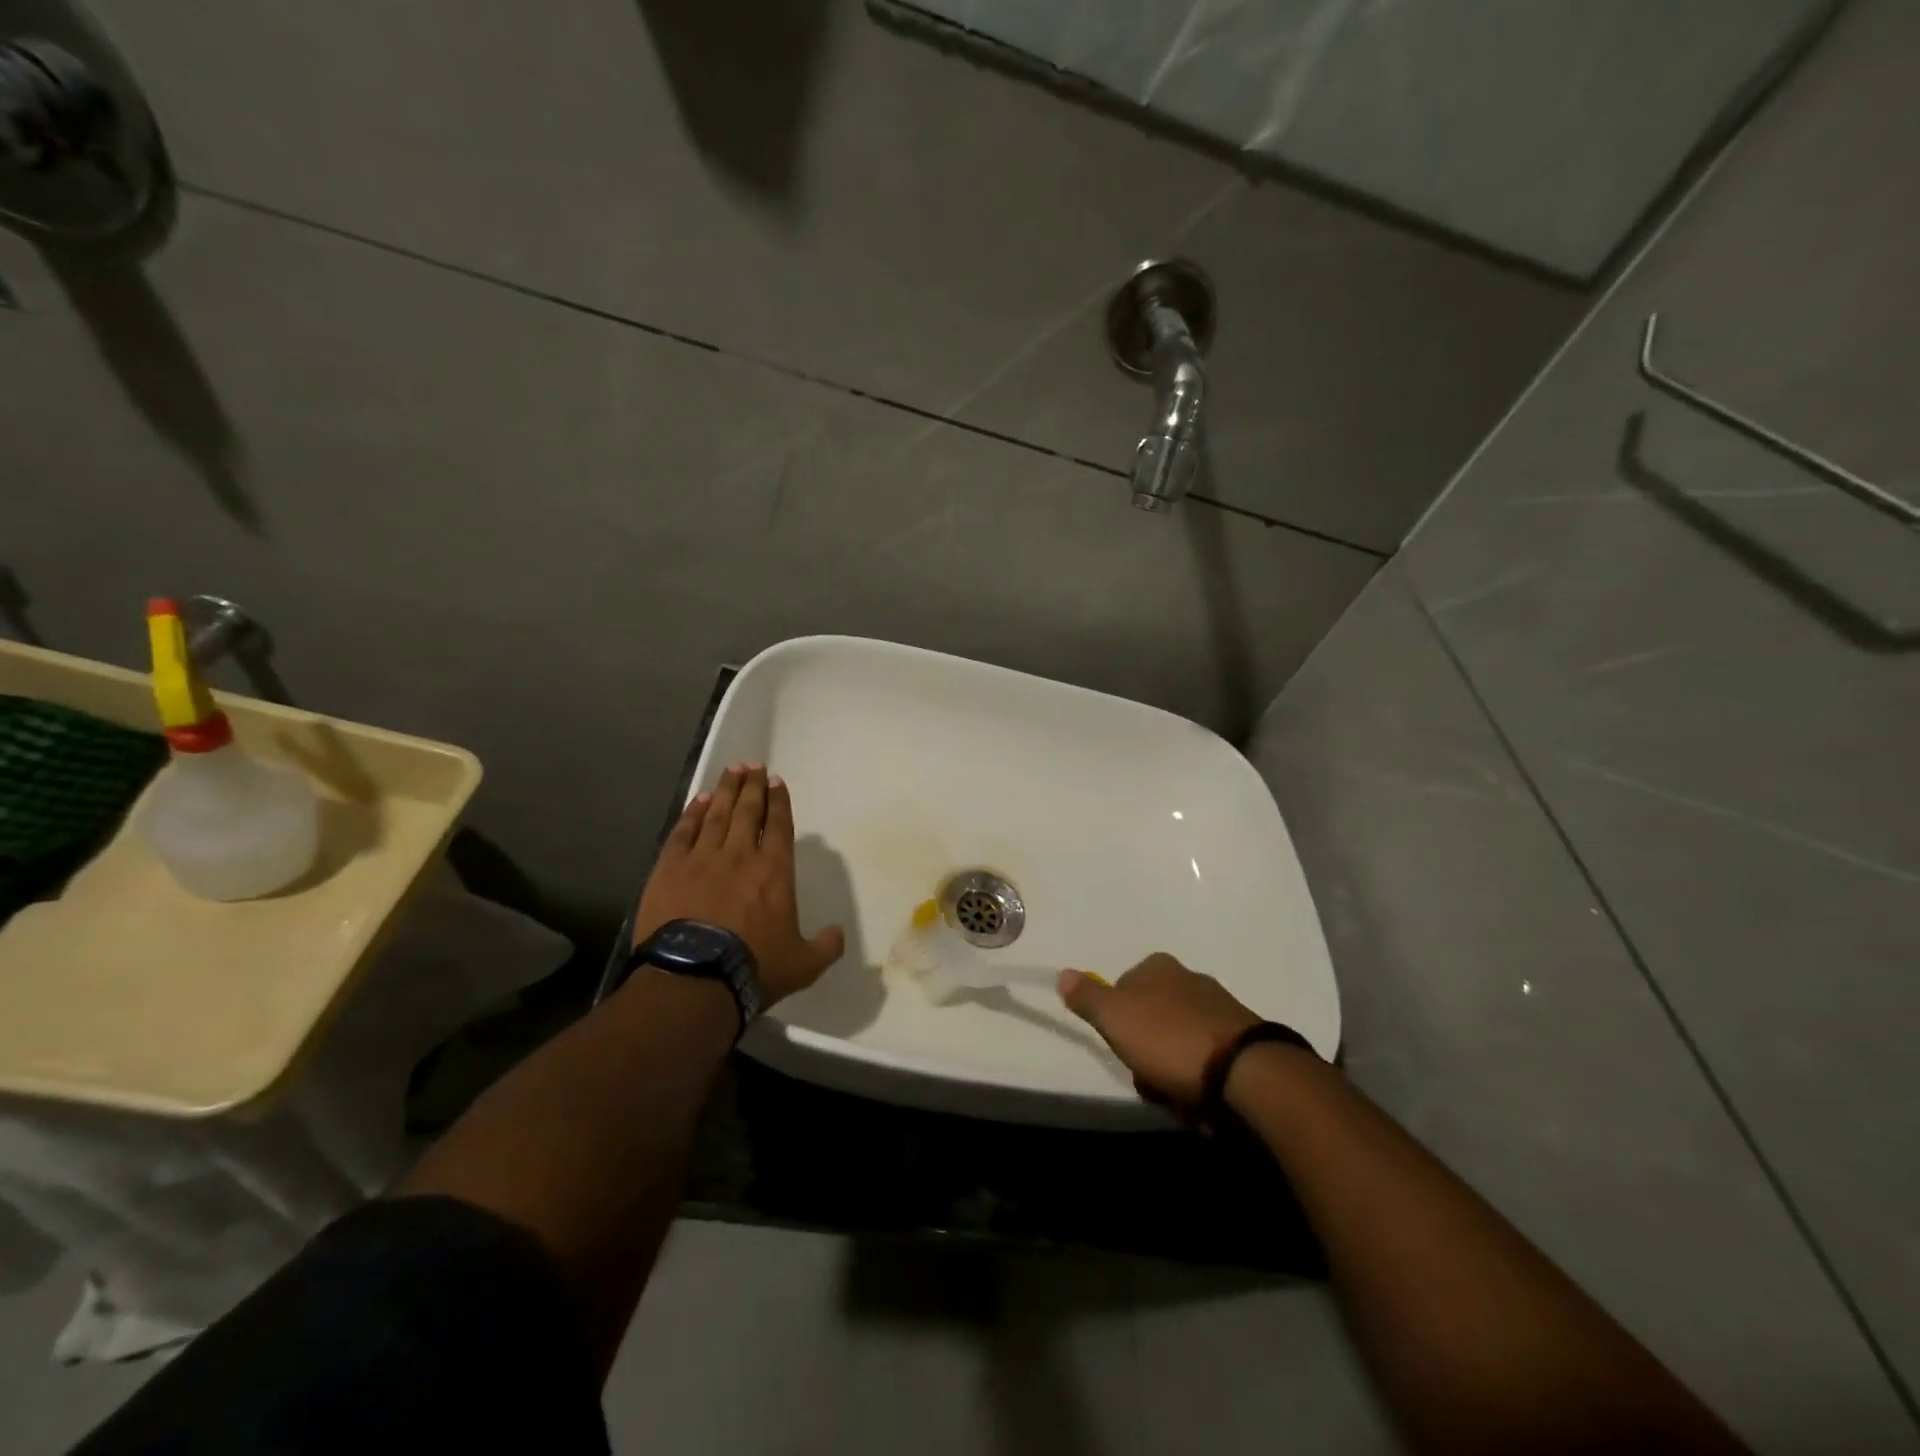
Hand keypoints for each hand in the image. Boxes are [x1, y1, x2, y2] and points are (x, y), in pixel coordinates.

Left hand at [633, 763, 845, 1006]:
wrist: (695, 979)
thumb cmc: (754, 968)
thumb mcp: (804, 965)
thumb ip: (826, 946)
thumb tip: (838, 934)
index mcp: (775, 871)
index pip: (780, 826)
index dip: (779, 801)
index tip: (776, 781)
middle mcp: (741, 854)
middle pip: (748, 811)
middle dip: (752, 786)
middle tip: (753, 765)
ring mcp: (703, 858)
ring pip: (717, 814)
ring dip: (726, 790)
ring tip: (731, 771)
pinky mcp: (670, 868)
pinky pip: (684, 831)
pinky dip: (693, 813)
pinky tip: (699, 800)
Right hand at [1057, 954, 1260, 1106]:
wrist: (1244, 1073)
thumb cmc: (1169, 1039)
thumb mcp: (1115, 1016)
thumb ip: (1087, 997)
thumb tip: (1062, 973)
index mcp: (1159, 966)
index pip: (1123, 988)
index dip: (1117, 1021)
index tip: (1121, 1046)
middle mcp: (1190, 979)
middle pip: (1150, 1021)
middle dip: (1146, 1054)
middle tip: (1150, 1078)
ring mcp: (1219, 1009)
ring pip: (1177, 1045)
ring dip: (1172, 1075)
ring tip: (1179, 1099)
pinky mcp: (1242, 1041)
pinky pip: (1207, 1062)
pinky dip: (1199, 1083)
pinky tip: (1202, 1103)